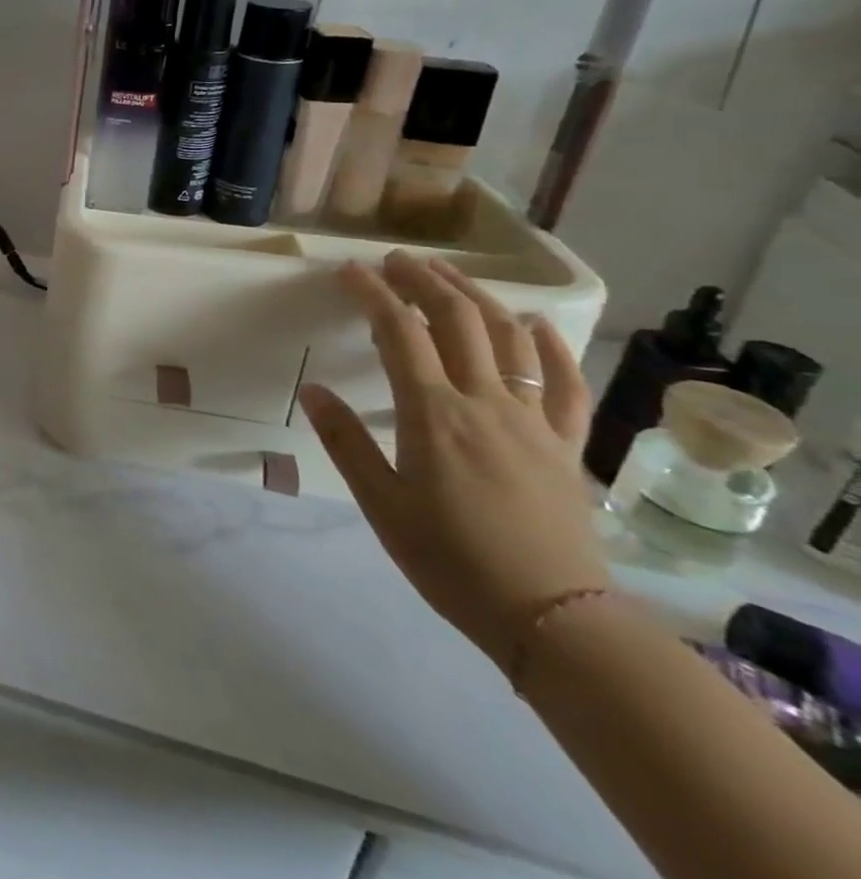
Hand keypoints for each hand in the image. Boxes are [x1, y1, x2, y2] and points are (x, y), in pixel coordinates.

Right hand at [297, 252, 609, 676]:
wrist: (552, 618)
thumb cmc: (451, 561)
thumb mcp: (381, 505)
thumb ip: (345, 441)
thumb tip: (311, 389)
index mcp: (434, 415)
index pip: (399, 334)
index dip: (373, 294)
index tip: (349, 270)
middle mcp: (487, 403)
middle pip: (458, 320)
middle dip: (424, 281)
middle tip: (396, 260)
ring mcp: (534, 420)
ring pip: (511, 338)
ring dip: (477, 297)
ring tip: (449, 277)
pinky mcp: (566, 444)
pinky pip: (567, 384)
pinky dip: (551, 346)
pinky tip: (534, 325)